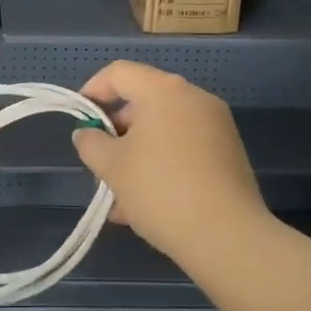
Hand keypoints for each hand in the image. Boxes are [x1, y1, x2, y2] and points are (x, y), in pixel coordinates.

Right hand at [71, 61, 270, 263]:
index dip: (94, 91)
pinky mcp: (229, 153)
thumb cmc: (160, 190)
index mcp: (164, 90)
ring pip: (164, 130)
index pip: (119, 73)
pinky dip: (163, 164)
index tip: (81, 121)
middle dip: (117, 131)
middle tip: (101, 163)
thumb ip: (91, 143)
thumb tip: (88, 134)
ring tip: (120, 196)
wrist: (228, 237)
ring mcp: (216, 125)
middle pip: (143, 101)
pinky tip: (148, 203)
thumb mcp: (112, 167)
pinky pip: (184, 148)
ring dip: (137, 154)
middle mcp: (194, 98)